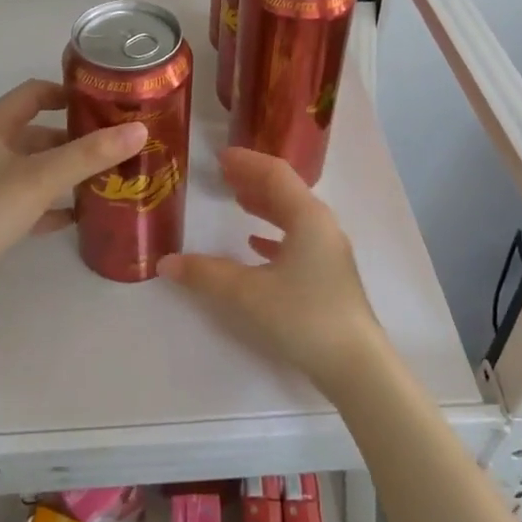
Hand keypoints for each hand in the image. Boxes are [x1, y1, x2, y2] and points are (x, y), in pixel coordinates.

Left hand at [0, 79, 146, 298]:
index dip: (68, 93)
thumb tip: (139, 130)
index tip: (105, 102)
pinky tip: (79, 214)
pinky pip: (27, 201)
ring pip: (34, 168)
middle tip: (115, 144)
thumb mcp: (41, 177)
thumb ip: (90, 154)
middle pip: (37, 132)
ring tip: (106, 176)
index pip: (33, 93)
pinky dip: (52, 204)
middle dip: (75, 137)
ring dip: (65, 171)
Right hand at [158, 148, 384, 389]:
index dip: (247, 162)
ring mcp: (328, 251)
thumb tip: (166, 262)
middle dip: (253, 180)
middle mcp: (322, 226)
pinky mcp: (328, 276)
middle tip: (223, 174)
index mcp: (308, 216)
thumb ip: (205, 274)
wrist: (355, 365)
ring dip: (264, 205)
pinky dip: (274, 234)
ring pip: (292, 216)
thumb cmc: (302, 316)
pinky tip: (255, 244)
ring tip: (236, 200)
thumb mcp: (247, 293)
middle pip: (285, 191)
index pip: (275, 174)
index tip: (220, 156)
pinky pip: (298, 241)